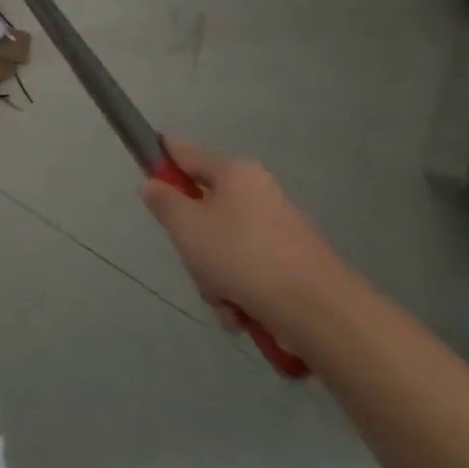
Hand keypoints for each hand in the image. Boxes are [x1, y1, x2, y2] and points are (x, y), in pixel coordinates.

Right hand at [141, 138, 347, 331]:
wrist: (323, 315)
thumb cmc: (243, 255)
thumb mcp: (186, 225)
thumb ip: (162, 201)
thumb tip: (154, 185)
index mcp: (235, 173)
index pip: (184, 152)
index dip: (160, 158)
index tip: (144, 172)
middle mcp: (259, 193)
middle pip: (204, 207)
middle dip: (192, 240)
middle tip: (191, 259)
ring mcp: (279, 230)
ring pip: (224, 244)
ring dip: (214, 275)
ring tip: (223, 299)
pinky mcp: (294, 265)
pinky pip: (249, 270)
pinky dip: (240, 292)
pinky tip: (242, 313)